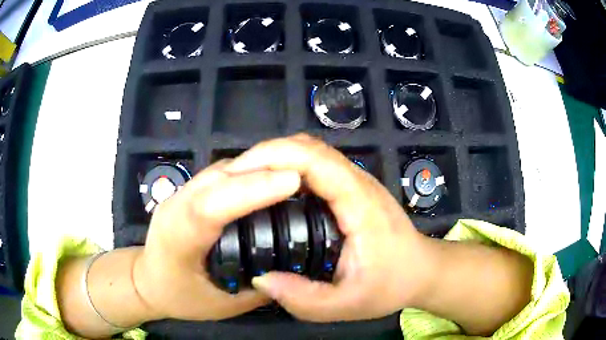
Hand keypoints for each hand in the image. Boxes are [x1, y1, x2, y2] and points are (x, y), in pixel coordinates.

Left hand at [132, 160, 300, 320]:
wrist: (147, 280)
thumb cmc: (179, 297)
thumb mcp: (223, 305)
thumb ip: (258, 286)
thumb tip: (292, 267)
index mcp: (178, 239)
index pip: (210, 207)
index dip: (250, 189)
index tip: (292, 181)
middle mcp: (175, 207)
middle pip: (217, 179)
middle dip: (262, 172)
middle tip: (304, 174)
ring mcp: (179, 194)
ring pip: (219, 171)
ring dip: (256, 168)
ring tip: (291, 174)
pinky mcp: (187, 192)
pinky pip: (219, 175)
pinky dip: (246, 172)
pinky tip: (266, 179)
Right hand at [224, 134, 435, 321]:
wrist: (422, 270)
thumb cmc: (391, 285)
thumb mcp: (347, 305)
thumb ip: (304, 299)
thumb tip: (261, 280)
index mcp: (359, 203)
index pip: (313, 159)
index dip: (271, 157)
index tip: (236, 173)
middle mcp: (358, 182)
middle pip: (307, 147)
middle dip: (265, 154)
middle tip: (233, 178)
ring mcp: (356, 181)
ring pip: (311, 151)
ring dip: (275, 158)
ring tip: (245, 181)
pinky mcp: (352, 187)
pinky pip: (316, 165)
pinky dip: (288, 167)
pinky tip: (270, 189)